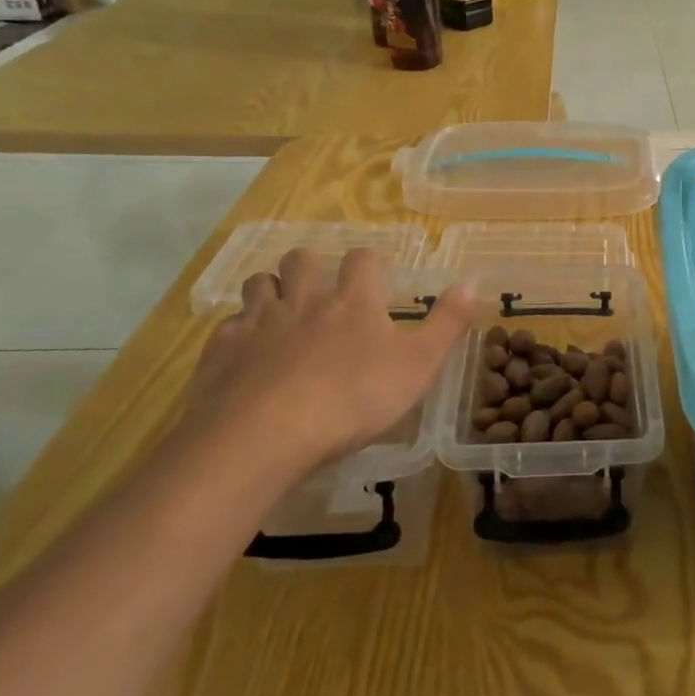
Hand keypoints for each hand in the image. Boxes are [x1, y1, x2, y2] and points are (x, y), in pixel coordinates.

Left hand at [174, 247, 474, 485]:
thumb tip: (472, 282)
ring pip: (260, 283)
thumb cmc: (352, 400)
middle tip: (322, 289)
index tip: (376, 278)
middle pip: (303, 259)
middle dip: (312, 265)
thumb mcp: (418, 366)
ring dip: (272, 289)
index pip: (363, 259)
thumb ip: (447, 323)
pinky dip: (240, 332)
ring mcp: (258, 322)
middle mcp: (305, 300)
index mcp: (354, 302)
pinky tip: (248, 355)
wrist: (261, 436)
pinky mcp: (221, 349)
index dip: (370, 263)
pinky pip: (229, 326)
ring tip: (283, 312)